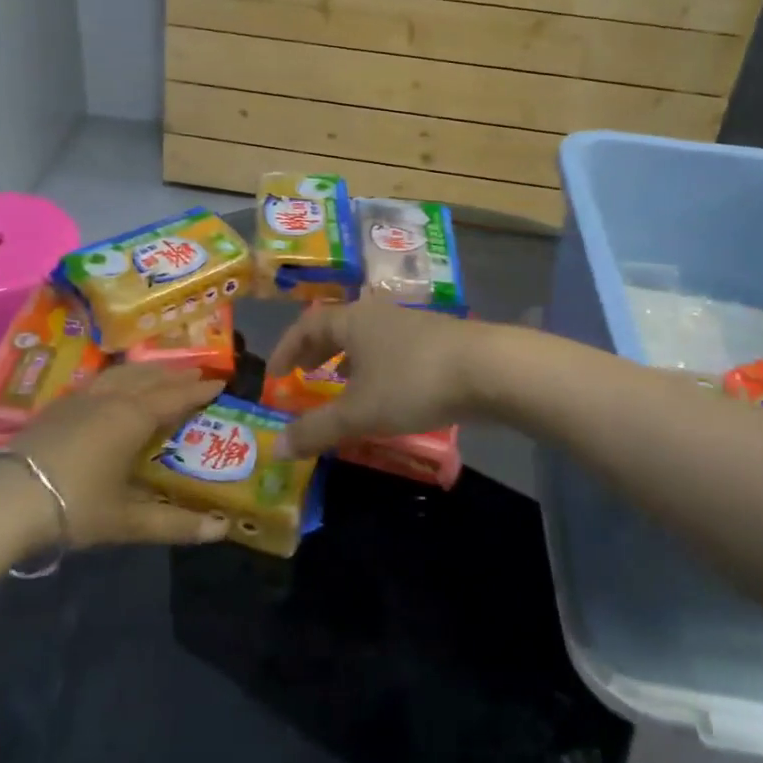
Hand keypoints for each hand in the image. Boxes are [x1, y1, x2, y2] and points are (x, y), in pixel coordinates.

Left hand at [0, 365, 229, 549]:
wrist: (5, 499)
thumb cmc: (75, 505)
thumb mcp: (127, 520)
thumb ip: (175, 523)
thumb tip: (222, 530)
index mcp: (132, 417)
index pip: (174, 397)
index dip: (199, 391)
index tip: (220, 383)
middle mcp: (110, 399)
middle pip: (150, 378)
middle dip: (176, 375)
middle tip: (198, 373)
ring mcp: (80, 399)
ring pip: (122, 374)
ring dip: (147, 371)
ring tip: (161, 372)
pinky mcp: (57, 406)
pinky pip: (100, 380)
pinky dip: (120, 378)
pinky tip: (114, 387)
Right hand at [266, 300, 492, 458]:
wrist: (488, 369)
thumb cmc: (412, 382)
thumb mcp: (359, 412)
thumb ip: (316, 429)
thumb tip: (276, 447)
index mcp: (352, 320)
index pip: (306, 325)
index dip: (285, 348)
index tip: (274, 375)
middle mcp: (377, 314)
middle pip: (336, 327)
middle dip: (315, 352)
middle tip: (302, 375)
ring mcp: (409, 325)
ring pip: (365, 339)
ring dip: (346, 360)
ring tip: (339, 385)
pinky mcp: (435, 341)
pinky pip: (389, 350)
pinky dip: (374, 367)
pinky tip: (384, 392)